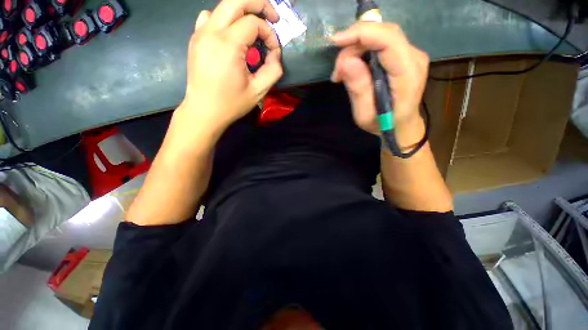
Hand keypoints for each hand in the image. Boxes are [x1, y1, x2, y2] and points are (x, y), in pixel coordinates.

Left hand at [178, 0, 283, 137]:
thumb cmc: (232, 104)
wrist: (204, 111)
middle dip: (259, 4)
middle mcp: (211, 32)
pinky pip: (210, 17)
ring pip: (222, 6)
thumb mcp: (259, 91)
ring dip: (241, 11)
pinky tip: (231, 35)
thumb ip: (273, 70)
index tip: (274, 50)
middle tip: (272, 17)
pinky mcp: (195, 39)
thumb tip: (275, 54)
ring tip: (252, 28)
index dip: (269, 33)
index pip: (253, 23)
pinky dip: (224, 19)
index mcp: (228, 45)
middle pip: (236, 0)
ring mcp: (200, 33)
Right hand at [331, 22, 428, 137]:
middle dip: (354, 44)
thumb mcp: (365, 115)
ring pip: (380, 37)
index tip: (336, 41)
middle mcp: (413, 58)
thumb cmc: (383, 125)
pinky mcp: (404, 56)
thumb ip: (358, 89)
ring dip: (356, 50)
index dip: (361, 33)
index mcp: (407, 74)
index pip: (388, 39)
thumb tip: (346, 61)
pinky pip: (380, 44)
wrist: (401, 126)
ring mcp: (411, 54)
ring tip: (342, 74)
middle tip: (337, 70)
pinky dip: (362, 52)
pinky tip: (352, 69)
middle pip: (383, 34)